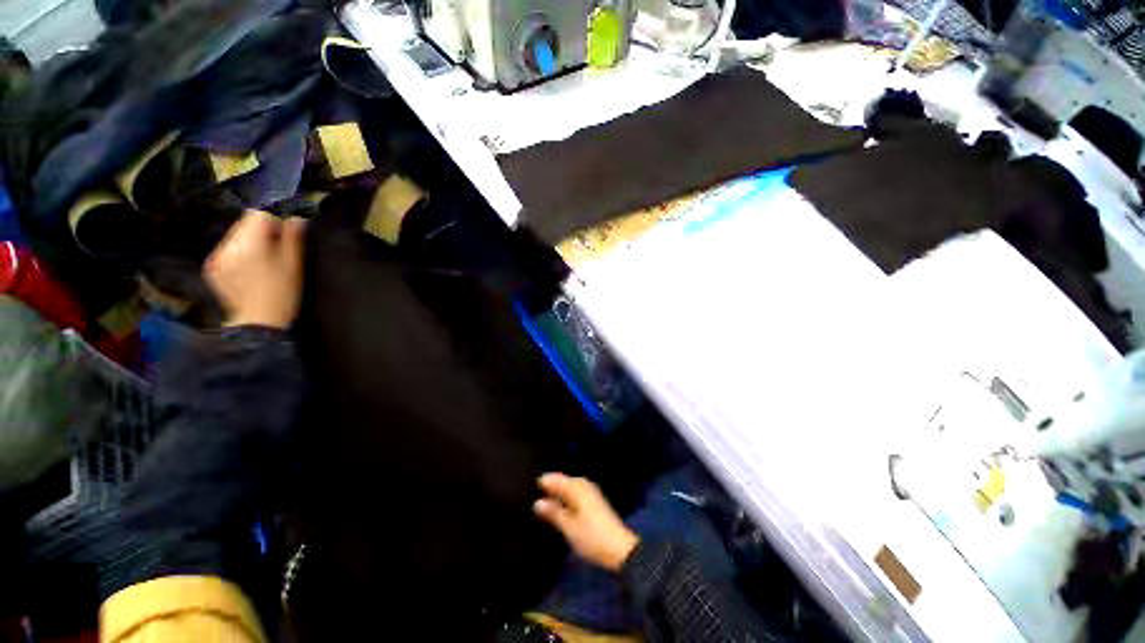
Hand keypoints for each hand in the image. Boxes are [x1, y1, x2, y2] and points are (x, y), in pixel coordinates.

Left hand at [205, 210, 306, 329]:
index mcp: (248, 244)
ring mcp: (216, 258)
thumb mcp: (294, 265)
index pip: (258, 215)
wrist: (259, 323)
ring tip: (263, 263)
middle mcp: (227, 246)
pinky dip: (240, 254)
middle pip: (244, 224)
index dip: (275, 224)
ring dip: (251, 243)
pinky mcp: (212, 268)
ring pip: (236, 237)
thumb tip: (296, 219)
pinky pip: (228, 250)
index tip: (285, 240)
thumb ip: (293, 239)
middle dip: (262, 233)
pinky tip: (250, 271)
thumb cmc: (283, 294)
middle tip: (276, 252)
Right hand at [534, 473, 638, 572]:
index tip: (526, 485)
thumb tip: (537, 502)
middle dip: (550, 485)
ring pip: (569, 488)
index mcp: (577, 487)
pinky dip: (566, 498)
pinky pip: (575, 494)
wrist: (620, 549)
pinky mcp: (594, 503)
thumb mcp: (569, 527)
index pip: (555, 478)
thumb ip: (553, 512)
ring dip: (557, 492)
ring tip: (542, 500)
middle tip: (531, 492)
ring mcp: (591, 493)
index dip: (542, 481)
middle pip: (563, 481)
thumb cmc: (592, 537)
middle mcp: (584, 485)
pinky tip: (559, 507)